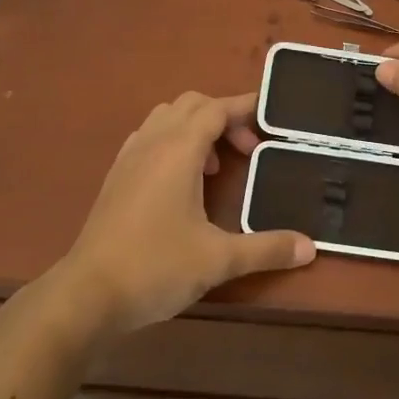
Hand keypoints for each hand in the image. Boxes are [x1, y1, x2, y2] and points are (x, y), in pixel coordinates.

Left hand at [53, 92, 313, 339]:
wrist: (87, 294)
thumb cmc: (156, 267)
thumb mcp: (218, 259)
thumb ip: (266, 248)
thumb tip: (310, 247)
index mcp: (178, 150)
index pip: (216, 109)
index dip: (245, 108)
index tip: (271, 118)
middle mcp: (153, 142)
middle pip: (192, 105)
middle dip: (223, 118)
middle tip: (247, 152)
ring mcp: (129, 157)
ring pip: (167, 117)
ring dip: (196, 128)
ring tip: (215, 168)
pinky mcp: (115, 176)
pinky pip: (149, 137)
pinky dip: (172, 142)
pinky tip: (181, 181)